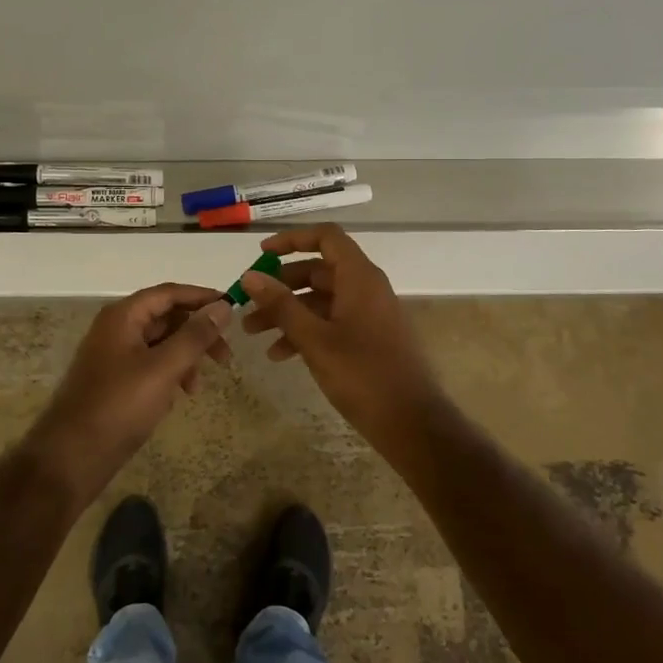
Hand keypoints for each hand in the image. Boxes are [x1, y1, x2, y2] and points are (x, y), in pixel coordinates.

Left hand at [25, 284, 233, 506]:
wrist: (72, 456)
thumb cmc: (119, 405)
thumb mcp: (163, 368)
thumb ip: (195, 336)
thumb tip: (223, 307)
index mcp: (123, 316)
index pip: (169, 293)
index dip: (201, 297)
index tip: (233, 309)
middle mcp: (116, 328)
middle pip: (165, 317)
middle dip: (197, 332)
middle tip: (225, 356)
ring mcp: (113, 355)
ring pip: (160, 343)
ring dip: (185, 357)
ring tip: (197, 387)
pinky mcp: (115, 381)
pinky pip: (150, 365)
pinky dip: (169, 374)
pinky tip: (177, 397)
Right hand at [238, 225, 445, 442]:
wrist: (413, 424)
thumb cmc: (363, 375)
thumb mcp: (314, 339)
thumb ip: (281, 305)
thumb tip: (250, 276)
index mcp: (359, 278)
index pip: (326, 237)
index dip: (292, 240)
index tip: (262, 255)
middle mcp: (367, 288)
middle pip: (318, 271)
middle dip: (280, 286)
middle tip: (248, 305)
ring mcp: (370, 314)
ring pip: (321, 300)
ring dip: (288, 312)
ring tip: (254, 334)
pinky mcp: (370, 339)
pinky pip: (332, 322)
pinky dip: (306, 331)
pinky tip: (280, 355)